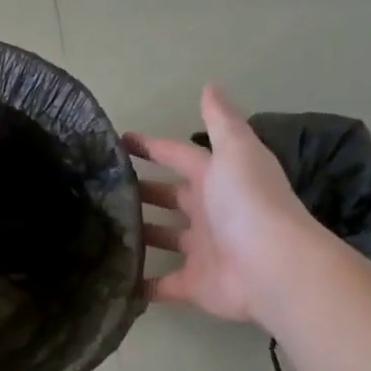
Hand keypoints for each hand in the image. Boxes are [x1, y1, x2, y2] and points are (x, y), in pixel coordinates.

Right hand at [124, 85, 317, 324]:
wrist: (272, 267)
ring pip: (162, 239)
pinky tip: (111, 278)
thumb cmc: (248, 203)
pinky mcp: (192, 285)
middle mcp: (208, 213)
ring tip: (98, 229)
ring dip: (138, 234)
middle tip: (101, 188)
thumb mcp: (236, 151)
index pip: (179, 157)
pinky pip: (160, 285)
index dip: (152, 147)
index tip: (118, 142)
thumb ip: (221, 122)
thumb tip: (210, 85)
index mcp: (217, 179)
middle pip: (170, 198)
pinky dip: (140, 285)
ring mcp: (200, 251)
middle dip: (141, 191)